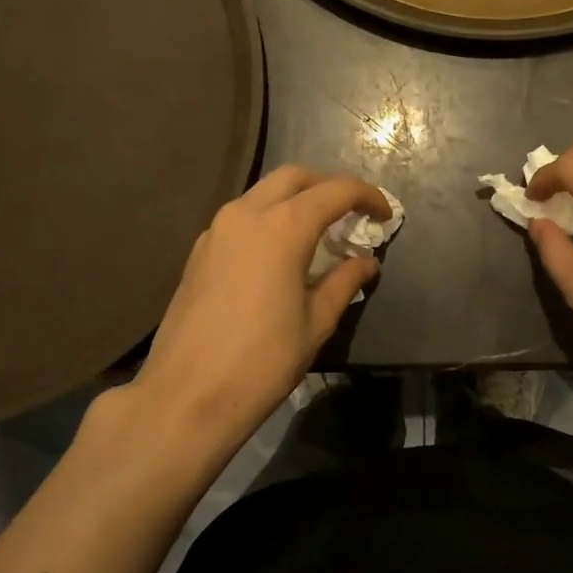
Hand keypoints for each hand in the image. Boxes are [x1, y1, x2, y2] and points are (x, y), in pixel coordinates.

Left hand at [129, 167, 390, 458]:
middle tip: (351, 214)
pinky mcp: (199, 251)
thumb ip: (344, 282)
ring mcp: (217, 230)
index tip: (385, 216)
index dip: (367, 196)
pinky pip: (242, 217)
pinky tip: (279, 254)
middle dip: (328, 186)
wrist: (187, 395)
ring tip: (318, 233)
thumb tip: (366, 262)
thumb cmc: (263, 361)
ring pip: (263, 193)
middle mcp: (247, 214)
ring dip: (295, 200)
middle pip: (295, 177)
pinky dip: (268, 219)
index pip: (335, 191)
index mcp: (283, 227)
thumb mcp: (316, 322)